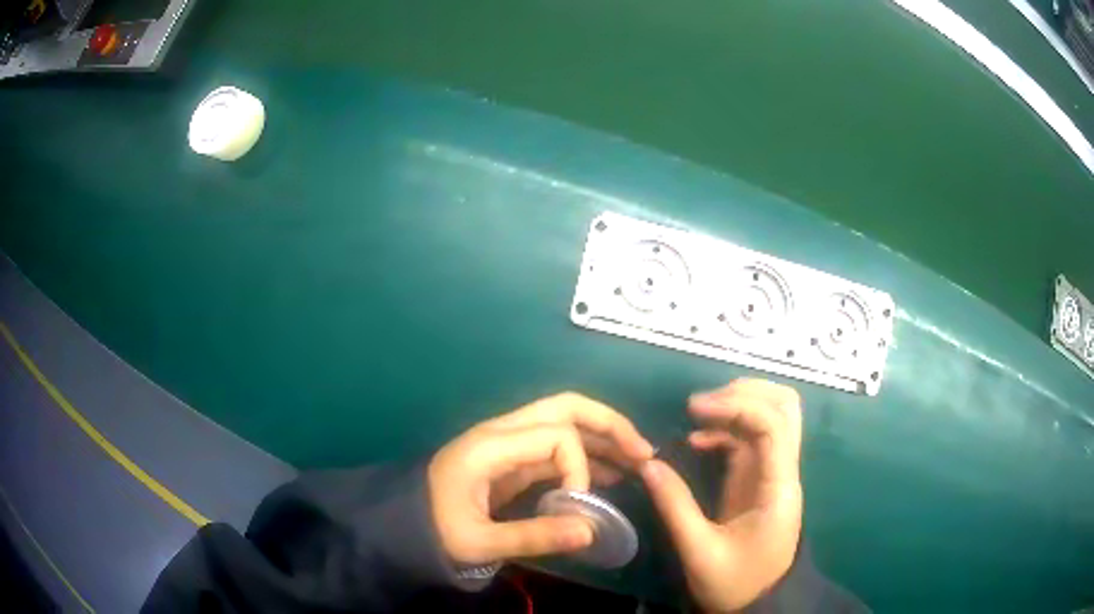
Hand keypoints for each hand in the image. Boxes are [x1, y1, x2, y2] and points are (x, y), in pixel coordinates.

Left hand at [428, 392, 654, 565]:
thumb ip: (534, 536)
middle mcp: (504, 432)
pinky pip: (558, 446)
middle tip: (644, 452)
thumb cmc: (434, 529)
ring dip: (605, 436)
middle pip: (566, 407)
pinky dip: (588, 454)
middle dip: (610, 424)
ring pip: (566, 422)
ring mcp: (509, 443)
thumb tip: (591, 531)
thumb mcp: (478, 541)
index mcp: (492, 445)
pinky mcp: (513, 458)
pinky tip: (612, 473)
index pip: (557, 436)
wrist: (403, 523)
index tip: (576, 505)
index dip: (579, 469)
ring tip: (639, 461)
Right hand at [641, 379, 803, 612]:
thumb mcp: (699, 552)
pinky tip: (698, 440)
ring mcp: (773, 471)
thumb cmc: (736, 582)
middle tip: (701, 405)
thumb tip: (648, 464)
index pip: (773, 425)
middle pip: (784, 406)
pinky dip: (727, 428)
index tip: (693, 410)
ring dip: (736, 405)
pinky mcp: (760, 478)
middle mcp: (783, 470)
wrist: (761, 602)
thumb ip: (675, 507)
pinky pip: (751, 436)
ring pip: (770, 415)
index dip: (736, 406)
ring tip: (695, 415)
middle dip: (744, 393)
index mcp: (778, 487)